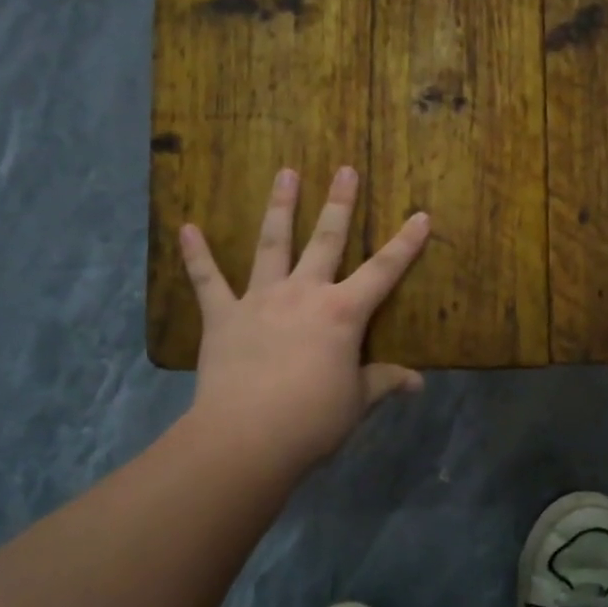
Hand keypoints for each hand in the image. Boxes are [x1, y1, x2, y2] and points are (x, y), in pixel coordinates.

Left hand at [179, 166, 430, 474]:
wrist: (248, 436)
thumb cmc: (312, 420)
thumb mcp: (356, 402)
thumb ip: (383, 382)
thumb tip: (418, 383)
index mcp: (343, 313)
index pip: (384, 271)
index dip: (406, 243)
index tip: (421, 215)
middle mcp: (304, 293)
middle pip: (326, 240)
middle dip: (339, 204)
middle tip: (344, 170)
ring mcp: (260, 299)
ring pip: (273, 243)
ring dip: (279, 207)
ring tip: (285, 173)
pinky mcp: (223, 316)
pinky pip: (207, 280)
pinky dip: (196, 255)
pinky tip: (186, 228)